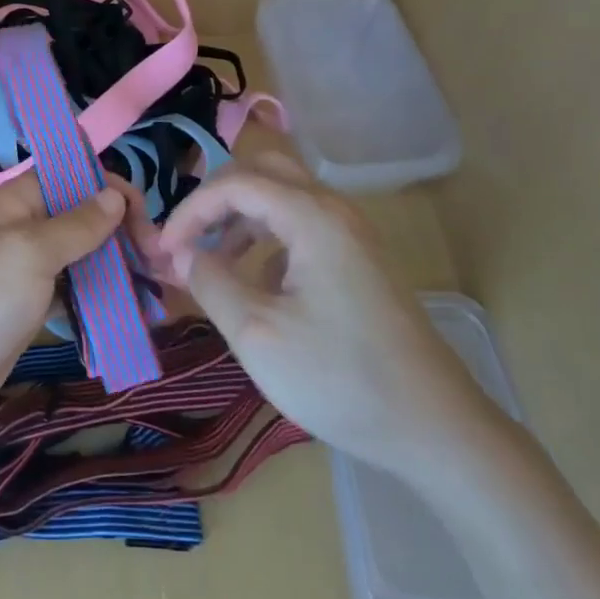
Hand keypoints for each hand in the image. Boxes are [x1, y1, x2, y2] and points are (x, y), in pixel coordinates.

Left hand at [0, 173, 149, 432]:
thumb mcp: (31, 254)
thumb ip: (76, 225)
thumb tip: (115, 195)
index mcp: (18, 201)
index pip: (75, 177)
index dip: (112, 191)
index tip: (146, 222)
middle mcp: (25, 226)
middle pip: (84, 216)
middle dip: (122, 233)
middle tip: (158, 264)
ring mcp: (28, 267)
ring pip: (83, 255)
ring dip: (117, 267)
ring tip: (154, 290)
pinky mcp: (32, 304)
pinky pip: (74, 289)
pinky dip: (101, 297)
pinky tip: (129, 313)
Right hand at [158, 151, 496, 479]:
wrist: (436, 427)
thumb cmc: (341, 378)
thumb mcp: (258, 334)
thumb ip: (211, 282)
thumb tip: (182, 252)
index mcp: (311, 216)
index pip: (234, 183)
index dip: (190, 210)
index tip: (164, 251)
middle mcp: (333, 209)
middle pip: (262, 171)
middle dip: (216, 199)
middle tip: (189, 238)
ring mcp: (351, 233)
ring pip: (282, 195)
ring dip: (241, 217)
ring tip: (214, 262)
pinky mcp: (358, 258)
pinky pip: (301, 224)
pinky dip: (268, 238)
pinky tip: (259, 284)